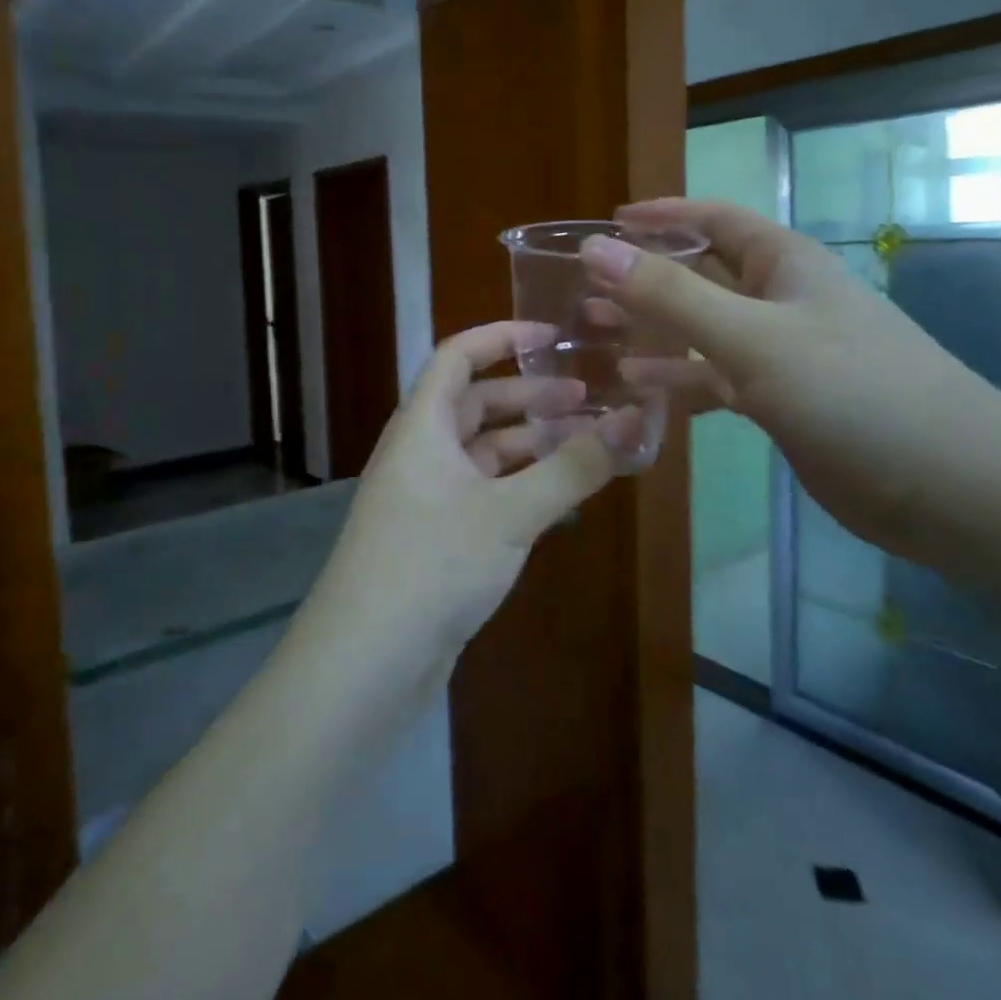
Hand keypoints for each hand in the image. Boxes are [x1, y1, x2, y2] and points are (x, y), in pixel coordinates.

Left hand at [300, 322, 626, 681]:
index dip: (501, 337)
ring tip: (584, 443)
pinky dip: (519, 486)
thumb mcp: (509, 514)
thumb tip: (635, 420)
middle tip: (588, 398)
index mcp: (422, 426)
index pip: (457, 356)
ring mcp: (425, 497)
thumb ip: (573, 468)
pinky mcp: (436, 538)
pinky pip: (483, 492)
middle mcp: (419, 452)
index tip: (553, 336)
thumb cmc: (431, 566)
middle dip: (528, 396)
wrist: (365, 662)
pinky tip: (558, 498)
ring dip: (528, 443)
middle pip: (474, 404)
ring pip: (482, 452)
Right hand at [582, 198, 1000, 551]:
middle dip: (644, 278)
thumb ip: (671, 294)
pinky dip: (676, 381)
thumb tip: (596, 248)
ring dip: (652, 330)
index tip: (606, 224)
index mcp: (783, 263)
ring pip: (702, 330)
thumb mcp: (752, 337)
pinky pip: (713, 379)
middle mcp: (779, 299)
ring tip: (595, 334)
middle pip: (700, 274)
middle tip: (583, 290)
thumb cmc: (853, 392)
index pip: (712, 220)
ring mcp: (780, 353)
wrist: (949, 486)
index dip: (660, 216)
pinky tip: (637, 389)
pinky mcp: (779, 401)